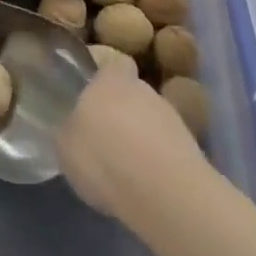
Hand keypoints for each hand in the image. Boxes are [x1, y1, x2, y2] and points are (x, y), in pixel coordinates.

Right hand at [57, 65, 206, 215]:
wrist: (165, 193)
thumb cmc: (104, 156)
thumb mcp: (65, 146)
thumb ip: (68, 129)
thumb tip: (70, 127)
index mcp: (110, 78)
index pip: (111, 63)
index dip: (102, 77)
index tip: (89, 96)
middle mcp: (142, 88)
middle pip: (130, 93)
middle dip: (119, 111)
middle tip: (103, 138)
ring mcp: (171, 117)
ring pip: (149, 120)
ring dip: (139, 137)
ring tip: (124, 168)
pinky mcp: (190, 149)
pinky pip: (165, 149)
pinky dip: (156, 162)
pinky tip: (145, 186)